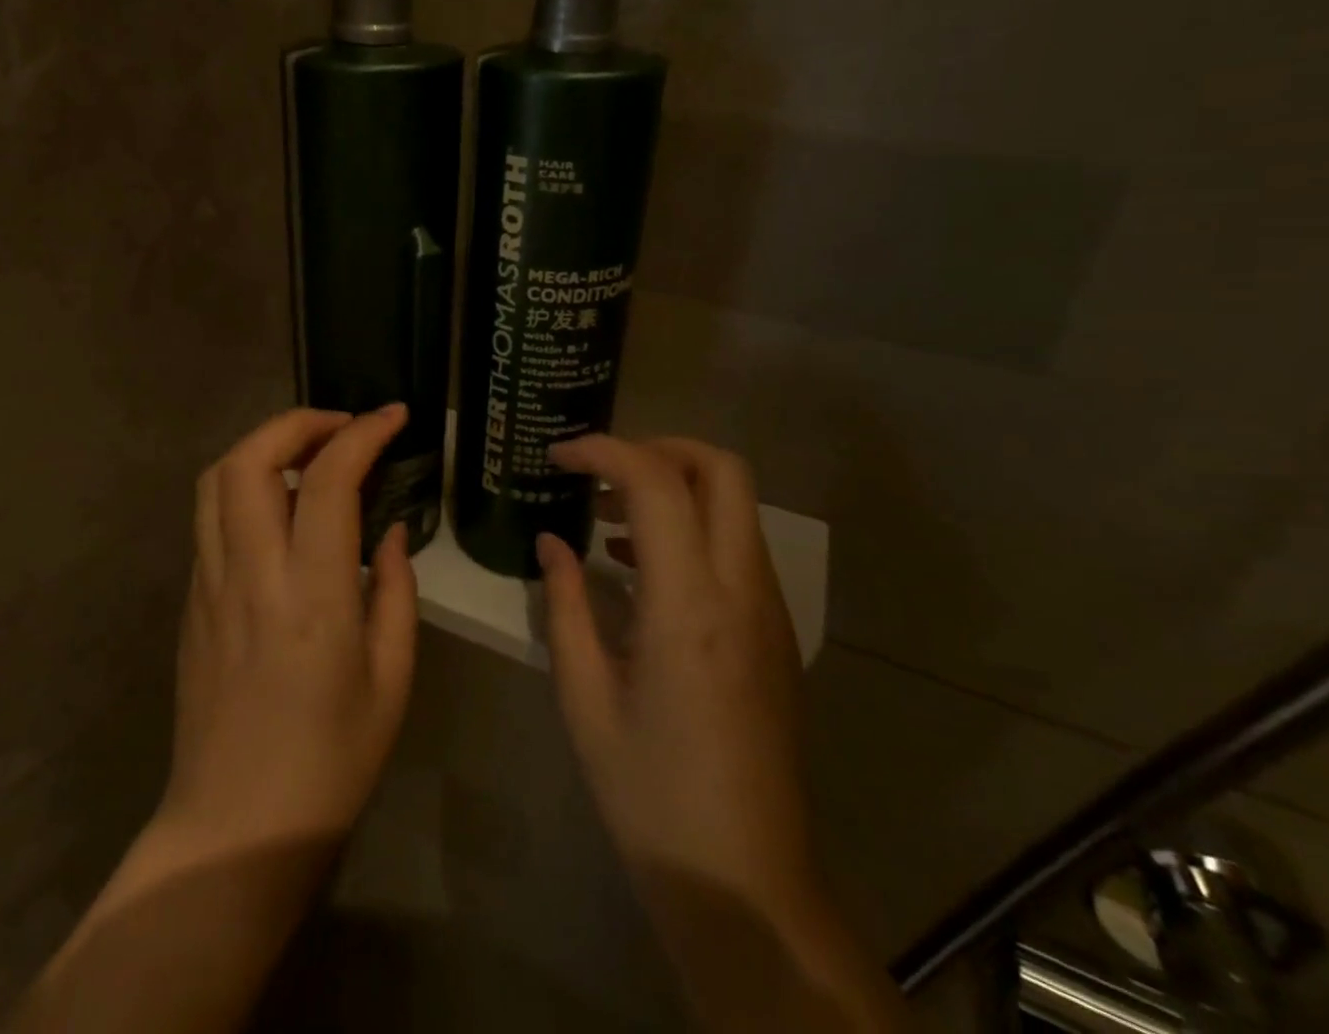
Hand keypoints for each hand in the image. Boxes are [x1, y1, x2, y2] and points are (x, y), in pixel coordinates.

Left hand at [159, 403, 418, 852]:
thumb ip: (395, 589)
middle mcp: (250, 573)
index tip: (393, 417)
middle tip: (342, 427)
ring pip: (216, 479)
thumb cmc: (331, 760)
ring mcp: (208, 583)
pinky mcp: (190, 599)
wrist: (235, 826)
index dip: (363, 433)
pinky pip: (210, 517)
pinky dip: (244, 485)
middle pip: (249, 458)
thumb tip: (388, 531)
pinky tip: (279, 509)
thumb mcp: (392, 678)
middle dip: (297, 422)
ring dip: (262, 446)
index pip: (328, 480)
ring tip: (307, 454)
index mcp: (311, 594)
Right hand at [538, 435, 813, 919]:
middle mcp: (741, 591)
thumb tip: (552, 542)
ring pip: (735, 504)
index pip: (657, 483)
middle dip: (657, 447)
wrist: (746, 882)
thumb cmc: (651, 793)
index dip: (604, 450)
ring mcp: (769, 610)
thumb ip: (566, 605)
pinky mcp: (776, 632)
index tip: (559, 456)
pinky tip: (642, 567)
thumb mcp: (585, 697)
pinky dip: (692, 527)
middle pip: (722, 469)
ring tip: (608, 517)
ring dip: (675, 487)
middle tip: (598, 470)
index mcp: (689, 605)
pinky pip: (737, 546)